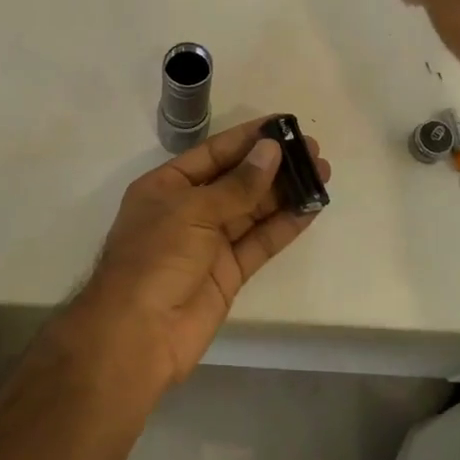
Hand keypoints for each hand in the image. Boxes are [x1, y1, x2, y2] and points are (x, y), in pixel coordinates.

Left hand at [62, 118, 330, 388]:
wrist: (137, 334)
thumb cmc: (155, 258)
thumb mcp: (193, 210)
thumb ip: (238, 184)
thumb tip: (272, 151)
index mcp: (166, 187)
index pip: (213, 153)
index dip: (248, 138)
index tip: (284, 124)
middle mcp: (188, 210)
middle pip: (237, 180)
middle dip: (273, 164)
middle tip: (312, 149)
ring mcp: (209, 243)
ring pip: (253, 210)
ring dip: (285, 192)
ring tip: (321, 172)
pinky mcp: (229, 273)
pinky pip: (260, 242)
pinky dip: (285, 226)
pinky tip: (311, 208)